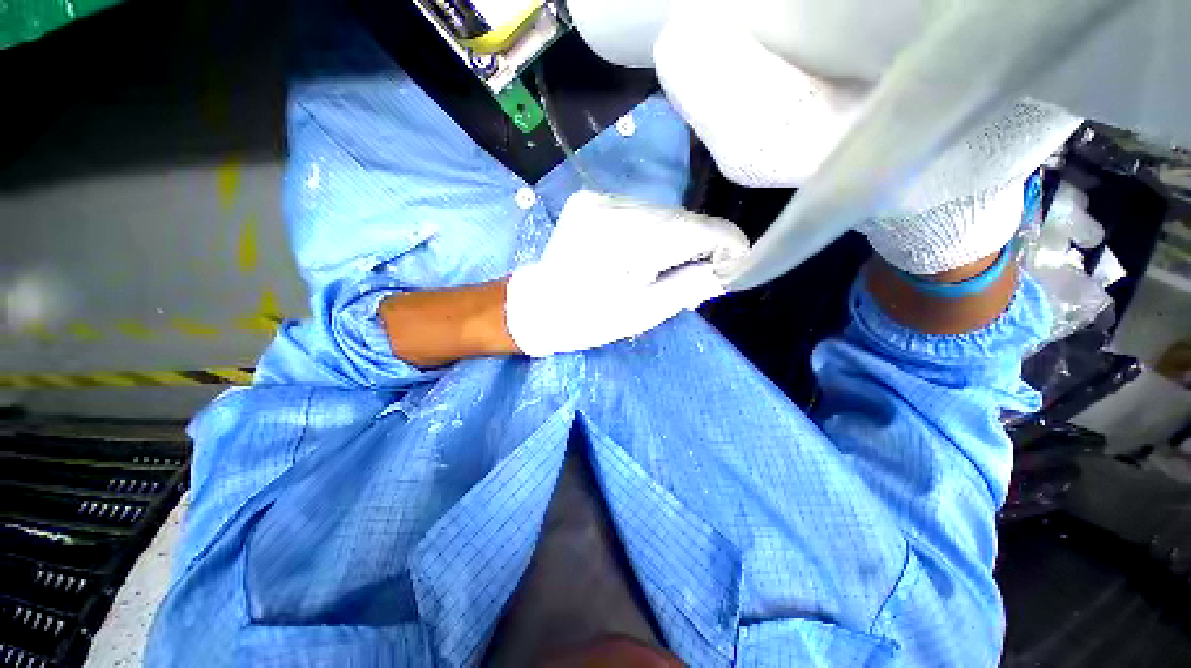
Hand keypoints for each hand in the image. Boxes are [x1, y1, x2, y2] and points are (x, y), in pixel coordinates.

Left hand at [505, 191, 748, 356]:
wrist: (539, 307)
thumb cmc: (589, 319)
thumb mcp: (643, 313)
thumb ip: (688, 287)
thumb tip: (723, 270)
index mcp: (628, 243)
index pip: (695, 229)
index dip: (724, 242)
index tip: (738, 259)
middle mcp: (614, 209)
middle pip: (678, 219)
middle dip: (698, 243)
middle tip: (701, 271)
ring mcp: (598, 200)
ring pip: (659, 212)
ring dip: (673, 236)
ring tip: (666, 264)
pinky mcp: (589, 200)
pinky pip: (636, 211)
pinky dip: (649, 229)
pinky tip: (641, 251)